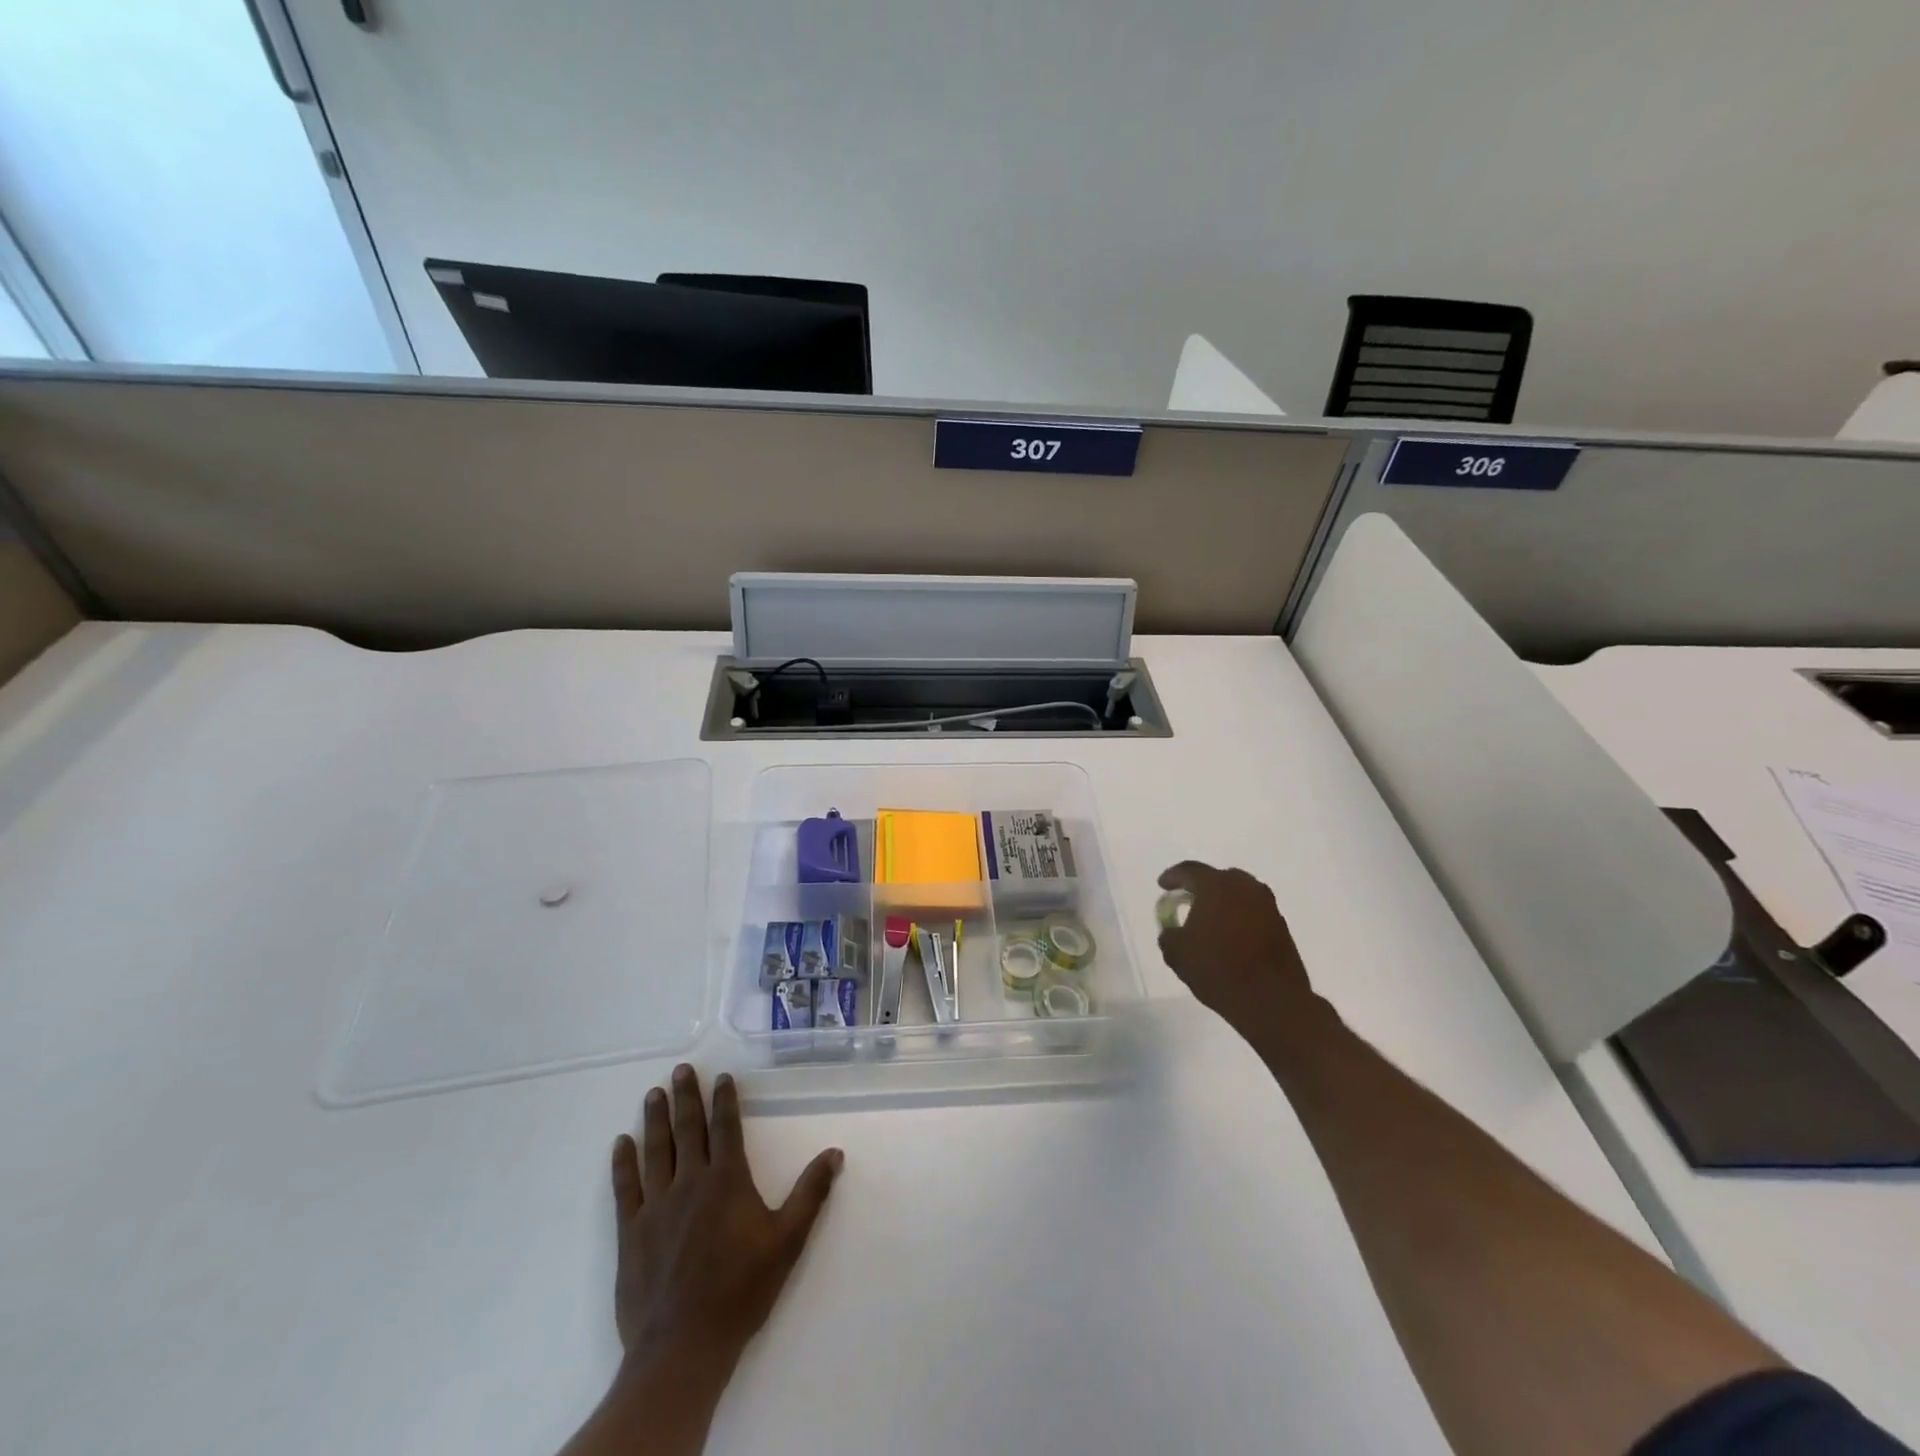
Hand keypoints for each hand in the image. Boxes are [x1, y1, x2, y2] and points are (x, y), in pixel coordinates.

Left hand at [610, 1064, 843, 1380]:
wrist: (683, 1346)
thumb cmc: (741, 1290)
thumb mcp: (788, 1241)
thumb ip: (810, 1194)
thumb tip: (834, 1153)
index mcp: (727, 1180)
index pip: (725, 1128)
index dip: (724, 1100)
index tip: (721, 1077)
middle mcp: (691, 1182)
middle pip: (688, 1130)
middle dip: (686, 1097)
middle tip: (680, 1070)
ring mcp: (657, 1206)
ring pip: (656, 1151)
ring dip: (655, 1120)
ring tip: (653, 1094)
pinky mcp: (632, 1232)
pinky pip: (626, 1188)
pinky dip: (623, 1163)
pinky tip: (621, 1144)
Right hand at [1157, 862, 1318, 1036]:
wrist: (1271, 1000)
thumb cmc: (1218, 969)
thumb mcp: (1177, 954)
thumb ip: (1169, 935)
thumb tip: (1173, 931)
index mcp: (1216, 886)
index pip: (1190, 870)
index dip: (1173, 877)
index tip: (1163, 886)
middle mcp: (1245, 887)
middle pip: (1219, 878)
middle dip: (1202, 888)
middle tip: (1188, 902)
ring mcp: (1268, 906)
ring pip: (1240, 895)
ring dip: (1224, 904)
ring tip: (1211, 923)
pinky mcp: (1282, 926)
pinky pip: (1254, 913)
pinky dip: (1240, 919)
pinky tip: (1231, 939)